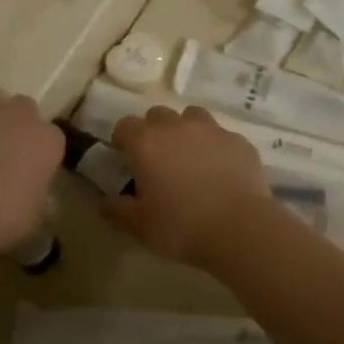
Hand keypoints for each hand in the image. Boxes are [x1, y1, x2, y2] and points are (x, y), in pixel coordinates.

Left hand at [0, 89, 63, 262]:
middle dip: (15, 125)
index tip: (30, 171)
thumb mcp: (35, 215)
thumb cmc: (1, 220)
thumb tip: (29, 188)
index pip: (52, 138)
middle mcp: (18, 114)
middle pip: (23, 108)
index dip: (39, 153)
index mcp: (47, 140)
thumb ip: (36, 191)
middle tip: (2, 154)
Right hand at [102, 106, 271, 268]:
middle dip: (153, 131)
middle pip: (157, 115)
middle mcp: (176, 127)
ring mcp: (211, 130)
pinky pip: (221, 135)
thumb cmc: (181, 226)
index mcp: (146, 143)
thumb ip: (117, 210)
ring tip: (190, 157)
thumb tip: (104, 202)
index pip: (125, 126)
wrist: (240, 228)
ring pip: (192, 117)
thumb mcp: (140, 226)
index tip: (126, 159)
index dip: (123, 141)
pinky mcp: (239, 141)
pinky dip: (215, 146)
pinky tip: (220, 170)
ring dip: (185, 130)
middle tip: (158, 159)